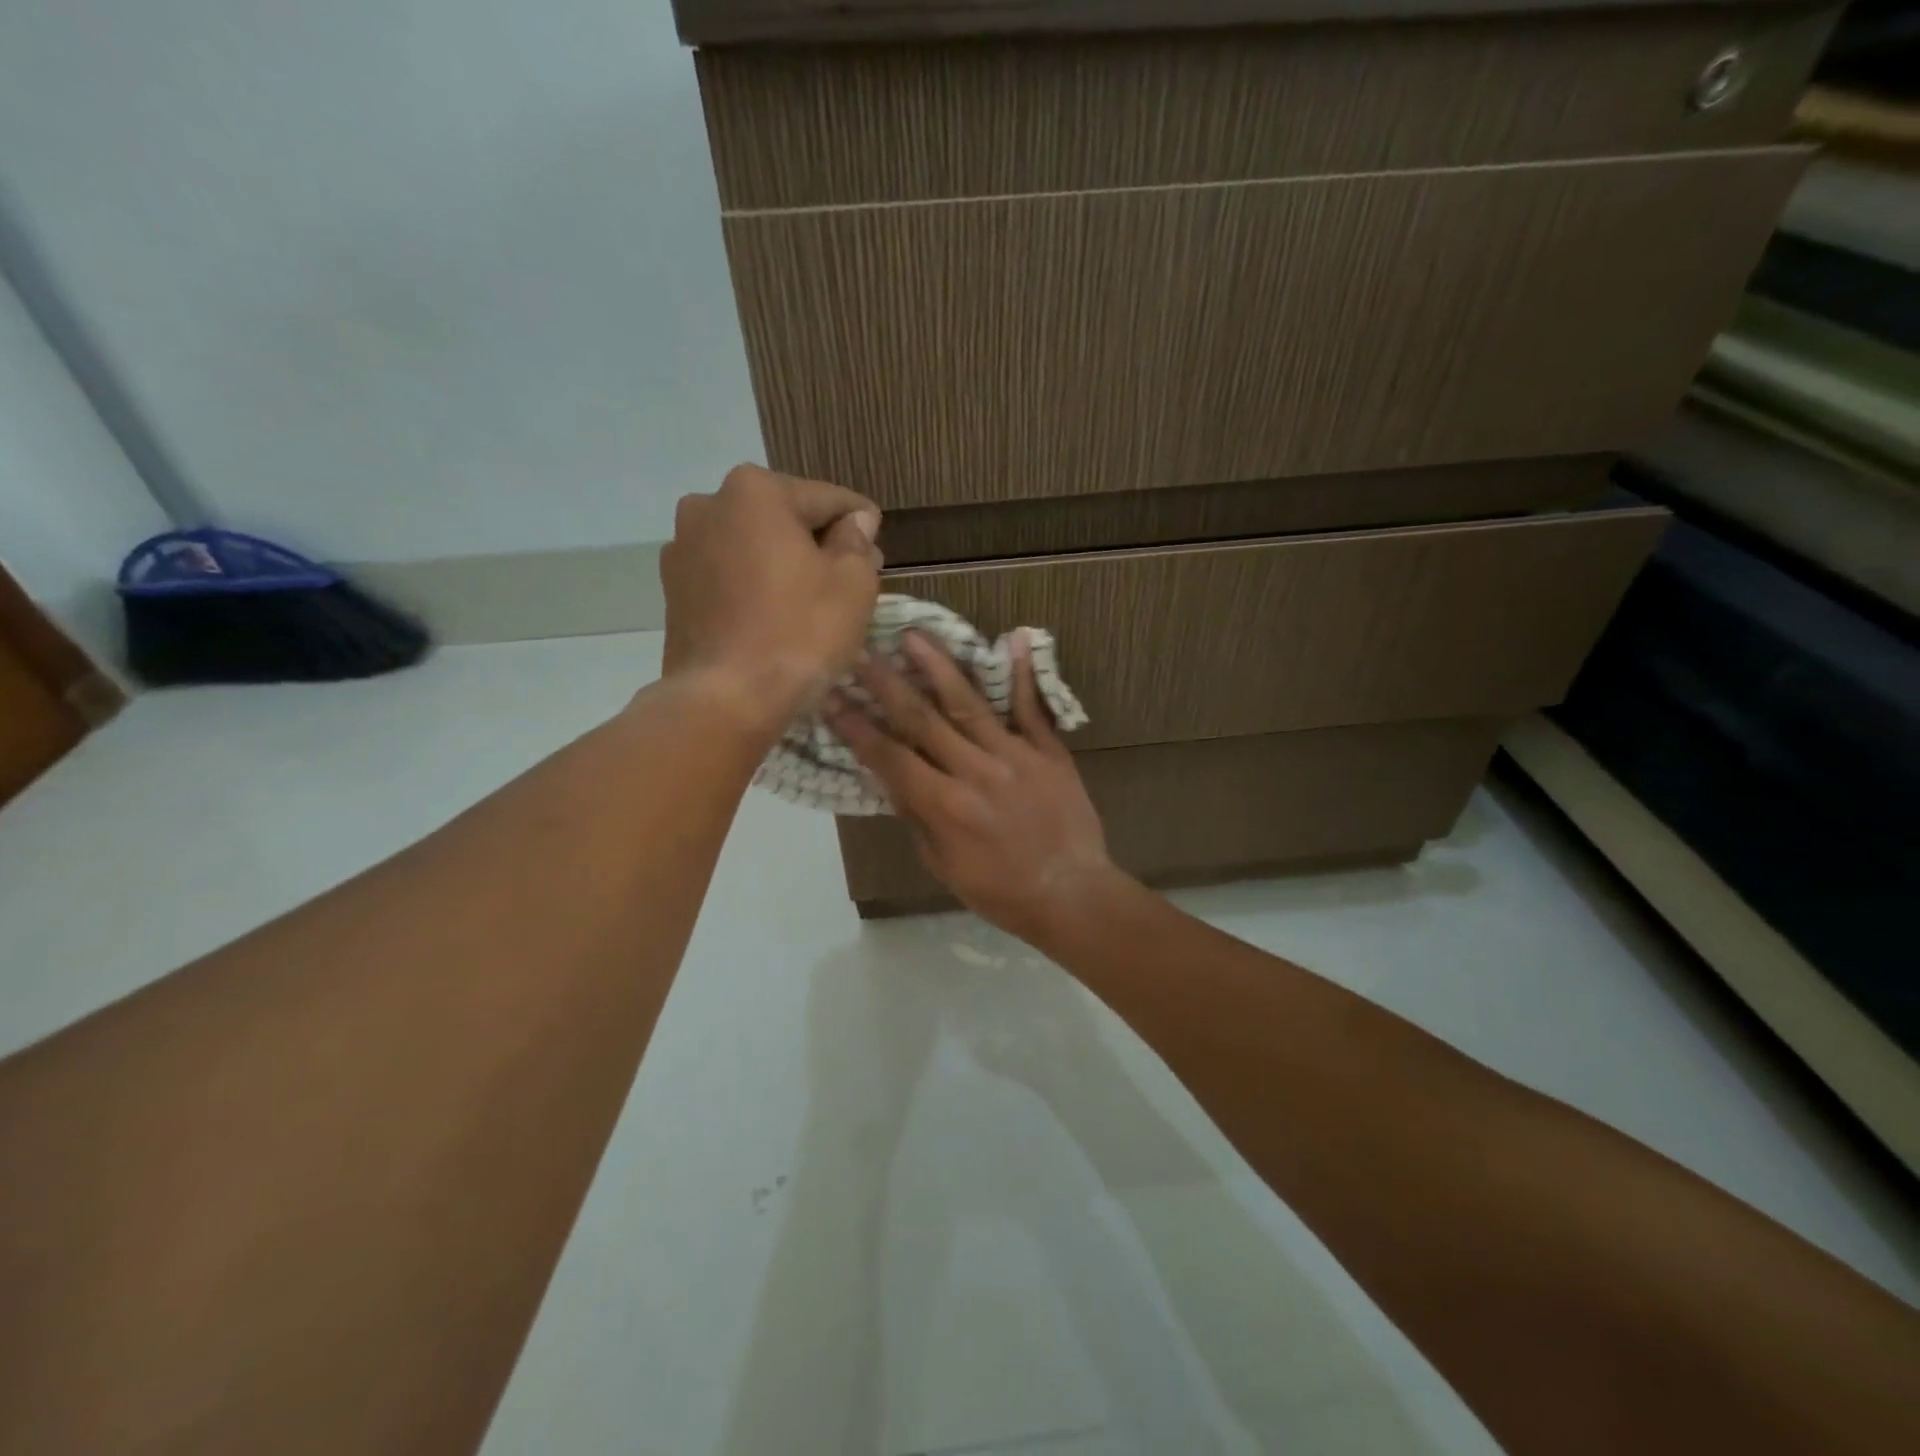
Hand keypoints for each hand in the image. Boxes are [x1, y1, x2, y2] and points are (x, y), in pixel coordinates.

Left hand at [660, 463, 880, 722]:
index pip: (826, 498)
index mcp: (755, 491)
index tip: (878, 539)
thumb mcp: (852, 585)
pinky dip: (754, 586)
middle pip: (784, 518)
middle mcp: (708, 505)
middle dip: (818, 542)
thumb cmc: (799, 634)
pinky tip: (774, 617)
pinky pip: (728, 576)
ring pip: (753, 547)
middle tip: (851, 576)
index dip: (860, 521)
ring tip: (811, 602)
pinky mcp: (673, 590)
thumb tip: (856, 522)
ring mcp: (683, 549)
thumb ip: (857, 542)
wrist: (725, 700)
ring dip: (783, 563)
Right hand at [826, 630, 1130, 944]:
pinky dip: (1023, 674)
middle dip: (886, 684)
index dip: (857, 727)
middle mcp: (976, 771)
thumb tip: (891, 777)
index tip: (831, 697)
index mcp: (945, 805)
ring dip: (938, 667)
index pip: (890, 756)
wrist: (1072, 894)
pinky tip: (1011, 639)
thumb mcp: (944, 865)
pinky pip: (1033, 708)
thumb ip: (917, 817)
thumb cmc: (1000, 891)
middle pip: (923, 719)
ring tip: (914, 636)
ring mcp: (1016, 756)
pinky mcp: (1050, 752)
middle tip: (860, 651)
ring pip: (969, 704)